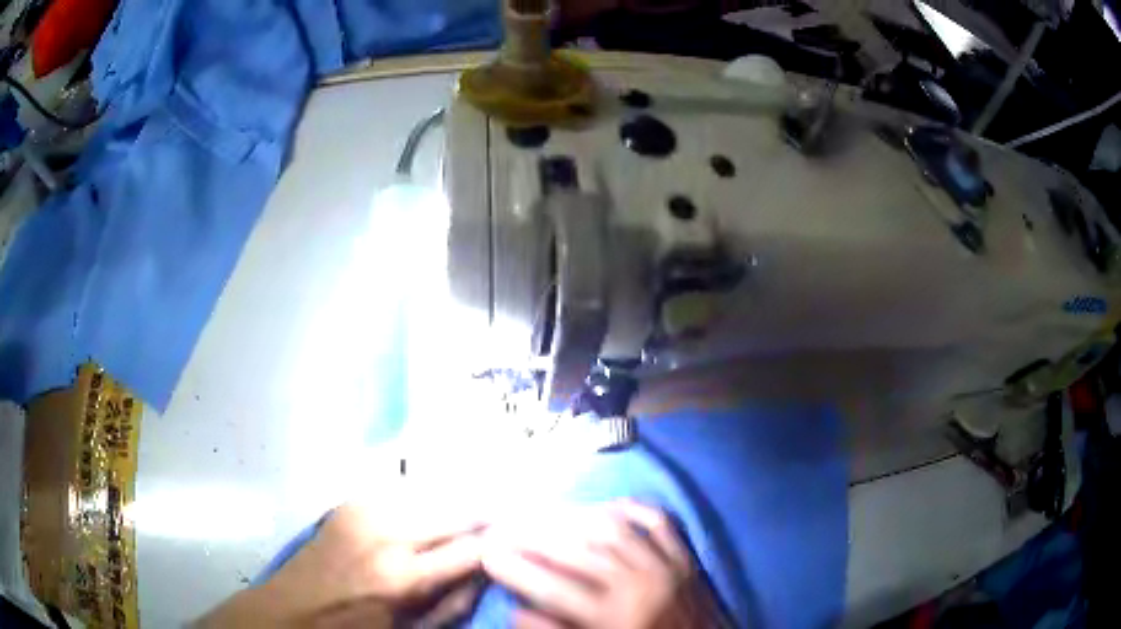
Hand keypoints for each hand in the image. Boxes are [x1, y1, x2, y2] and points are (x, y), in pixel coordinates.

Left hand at [197, 499, 485, 627]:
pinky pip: (400, 494)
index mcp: (404, 578)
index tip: (520, 541)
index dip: (502, 543)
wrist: (291, 612)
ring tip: (469, 516)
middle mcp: (386, 535)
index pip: (472, 548)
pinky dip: (421, 503)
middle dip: (484, 516)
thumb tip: (485, 574)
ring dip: (453, 505)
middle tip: (502, 522)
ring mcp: (363, 511)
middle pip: (455, 510)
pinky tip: (427, 514)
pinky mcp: (348, 503)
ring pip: (430, 494)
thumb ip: (454, 604)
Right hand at [482, 501, 698, 628]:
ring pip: (613, 528)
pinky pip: (659, 522)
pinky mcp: (687, 559)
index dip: (514, 568)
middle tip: (509, 528)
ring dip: (576, 518)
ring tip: (548, 516)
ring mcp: (666, 567)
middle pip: (577, 551)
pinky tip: (609, 506)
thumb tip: (518, 609)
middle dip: (536, 537)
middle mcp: (638, 586)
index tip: (487, 553)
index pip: (551, 588)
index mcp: (612, 618)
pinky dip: (633, 509)